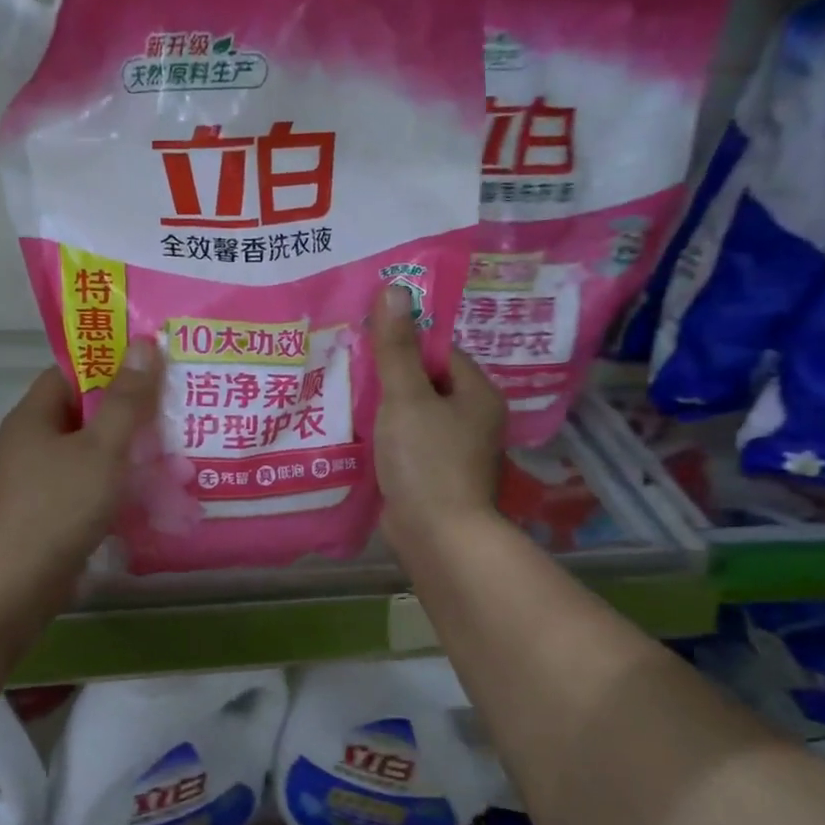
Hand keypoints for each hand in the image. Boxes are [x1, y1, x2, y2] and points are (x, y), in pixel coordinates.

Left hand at [0, 340, 162, 576]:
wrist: (21, 580)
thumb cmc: (62, 503)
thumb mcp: (103, 447)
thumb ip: (127, 399)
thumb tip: (143, 344)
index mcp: (31, 417)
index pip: (68, 374)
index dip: (107, 367)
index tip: (147, 371)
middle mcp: (26, 443)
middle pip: (79, 414)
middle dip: (122, 412)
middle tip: (166, 411)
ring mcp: (31, 481)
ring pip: (83, 453)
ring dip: (119, 451)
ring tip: (163, 451)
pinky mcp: (41, 513)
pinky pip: (80, 485)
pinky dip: (108, 484)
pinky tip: (139, 492)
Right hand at [369, 285, 504, 559]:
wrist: (438, 536)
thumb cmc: (426, 460)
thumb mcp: (405, 397)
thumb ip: (396, 346)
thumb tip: (394, 289)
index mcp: (477, 394)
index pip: (440, 353)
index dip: (404, 345)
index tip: (367, 345)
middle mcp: (473, 420)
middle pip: (426, 384)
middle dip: (390, 378)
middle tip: (350, 370)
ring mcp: (456, 452)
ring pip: (414, 416)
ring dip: (385, 410)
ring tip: (346, 400)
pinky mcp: (435, 477)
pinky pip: (408, 444)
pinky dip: (386, 439)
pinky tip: (359, 437)